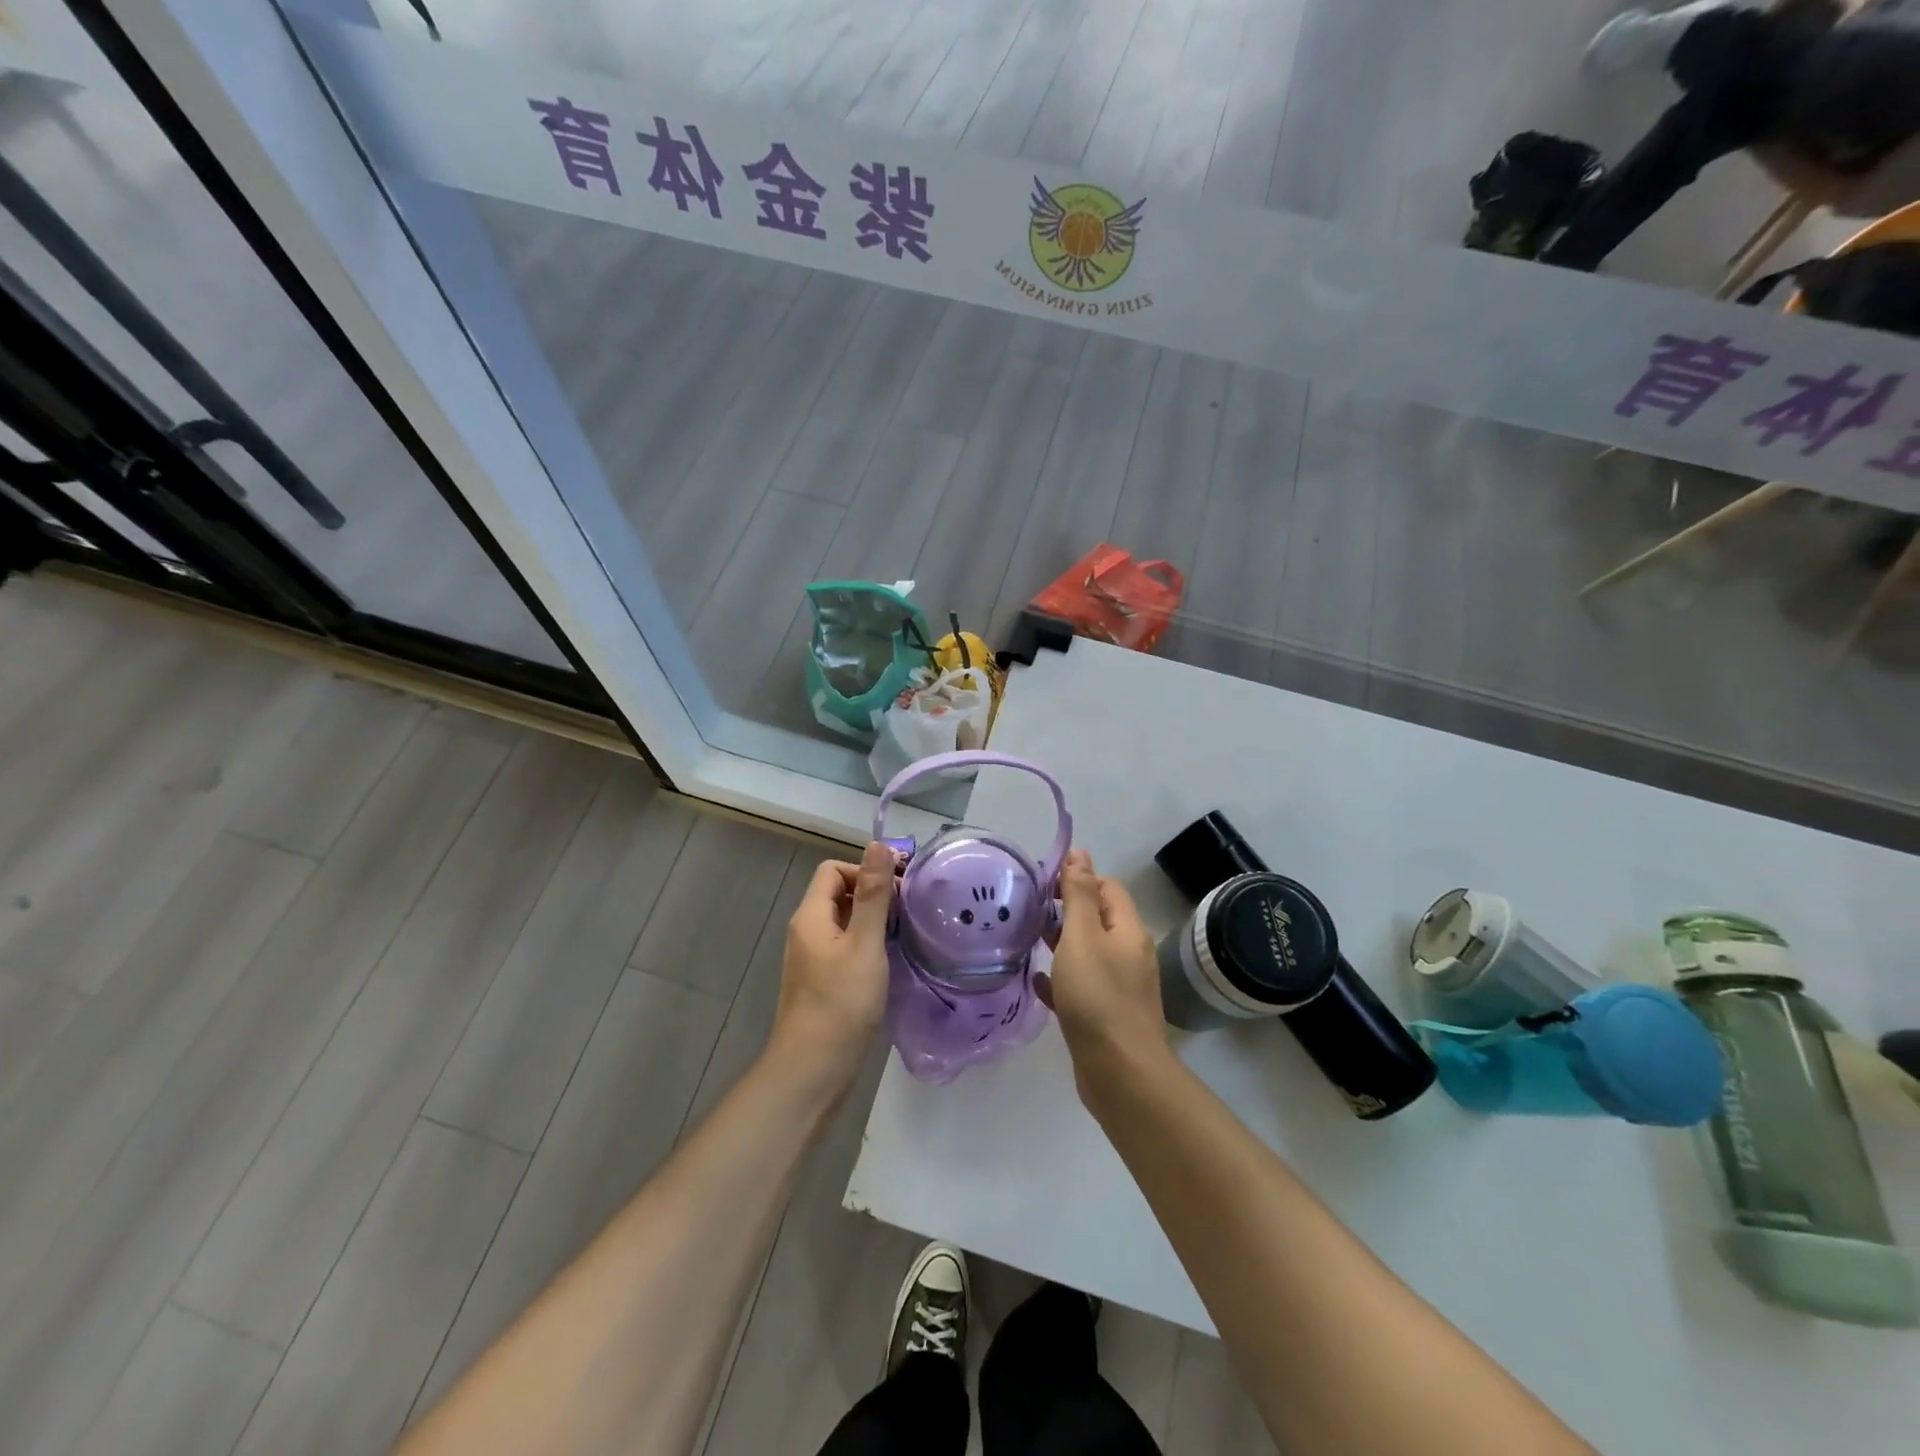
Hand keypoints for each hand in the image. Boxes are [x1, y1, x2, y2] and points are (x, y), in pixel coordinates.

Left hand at [768, 842, 894, 1093]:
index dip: (865, 870)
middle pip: (839, 894)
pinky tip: (890, 961)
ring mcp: (813, 959)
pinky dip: (867, 946)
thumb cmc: (841, 1003)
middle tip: (909, 912)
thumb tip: (878, 845)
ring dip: (873, 921)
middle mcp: (807, 931)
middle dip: (873, 895)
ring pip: (845, 923)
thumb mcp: (864, 944)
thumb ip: (873, 895)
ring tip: (905, 934)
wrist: (813, 1070)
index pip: (833, 870)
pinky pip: (846, 948)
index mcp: (811, 916)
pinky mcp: (823, 982)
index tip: (898, 889)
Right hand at [1039, 849, 1166, 1086]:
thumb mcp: (1082, 937)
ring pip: (1087, 954)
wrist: (1120, 1074)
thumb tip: (1080, 852)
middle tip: (1030, 913)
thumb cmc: (1097, 998)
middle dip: (1066, 911)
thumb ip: (1078, 894)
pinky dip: (1060, 980)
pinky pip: (1081, 987)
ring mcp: (1119, 987)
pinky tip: (1037, 982)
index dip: (1077, 879)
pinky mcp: (1105, 1016)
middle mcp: (1128, 955)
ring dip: (1061, 944)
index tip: (1043, 886)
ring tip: (1028, 940)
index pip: (1107, 888)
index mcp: (1127, 931)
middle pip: (1097, 919)